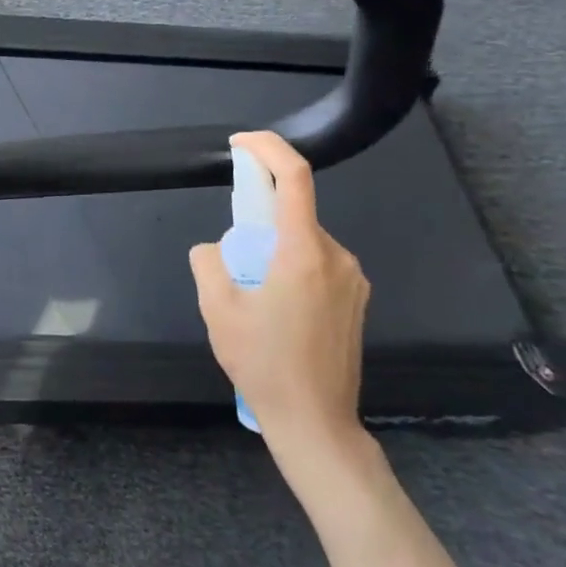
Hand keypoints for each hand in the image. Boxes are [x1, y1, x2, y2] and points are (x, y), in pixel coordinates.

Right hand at [189, 132, 371, 468]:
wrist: (316, 422)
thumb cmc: (264, 364)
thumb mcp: (218, 310)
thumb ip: (208, 263)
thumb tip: (214, 248)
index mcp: (303, 253)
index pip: (294, 177)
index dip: (268, 148)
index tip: (241, 144)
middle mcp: (337, 257)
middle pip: (294, 213)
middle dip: (258, 219)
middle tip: (234, 261)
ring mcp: (353, 280)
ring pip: (304, 241)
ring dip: (274, 249)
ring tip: (254, 296)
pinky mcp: (357, 300)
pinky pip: (318, 264)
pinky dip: (291, 267)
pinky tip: (277, 310)